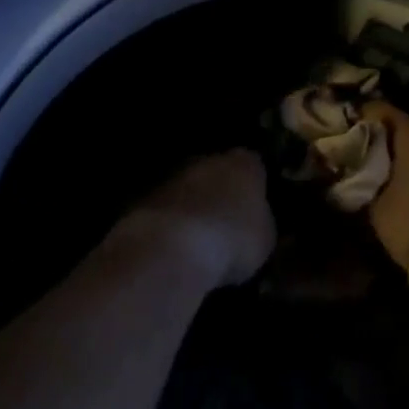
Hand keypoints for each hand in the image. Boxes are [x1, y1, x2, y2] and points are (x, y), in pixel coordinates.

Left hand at [118, 149, 276, 291]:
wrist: (171, 248)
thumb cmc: (232, 238)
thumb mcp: (265, 238)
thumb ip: (262, 223)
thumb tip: (257, 223)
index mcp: (243, 163)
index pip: (254, 166)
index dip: (255, 187)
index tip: (256, 207)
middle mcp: (207, 160)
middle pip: (217, 173)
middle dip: (221, 193)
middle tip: (227, 222)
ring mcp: (172, 177)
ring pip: (188, 190)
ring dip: (193, 208)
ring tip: (199, 240)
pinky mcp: (143, 198)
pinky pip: (166, 210)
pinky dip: (170, 223)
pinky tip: (174, 247)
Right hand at [360, 103, 408, 267]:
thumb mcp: (377, 207)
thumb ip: (366, 183)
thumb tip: (359, 177)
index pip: (381, 110)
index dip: (361, 116)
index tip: (344, 127)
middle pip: (406, 128)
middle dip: (385, 140)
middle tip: (362, 154)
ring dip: (407, 158)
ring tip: (383, 173)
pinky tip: (408, 187)